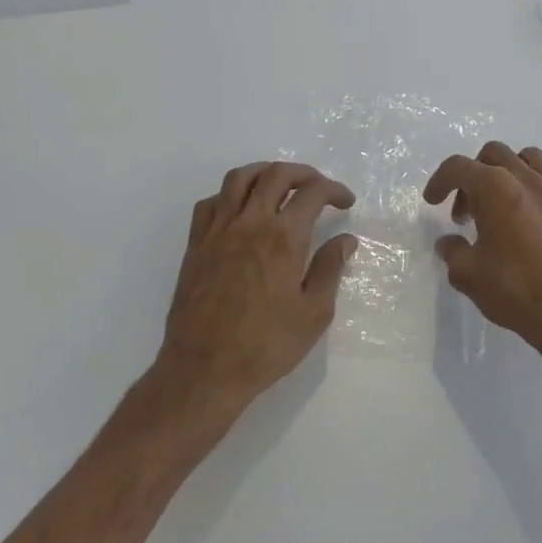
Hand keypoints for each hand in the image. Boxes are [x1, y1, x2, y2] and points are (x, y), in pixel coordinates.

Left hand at [156, 162, 357, 416]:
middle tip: (318, 189)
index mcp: (283, 238)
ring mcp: (218, 230)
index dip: (334, 190)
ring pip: (240, 178)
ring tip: (280, 184)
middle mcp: (250, 223)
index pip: (312, 193)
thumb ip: (330, 269)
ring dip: (265, 172)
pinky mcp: (196, 244)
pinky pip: (211, 202)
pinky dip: (230, 195)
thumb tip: (345, 240)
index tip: (345, 202)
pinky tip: (241, 210)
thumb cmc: (266, 346)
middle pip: (276, 174)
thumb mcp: (313, 314)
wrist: (204, 370)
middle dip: (303, 173)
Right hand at [423, 142, 541, 387]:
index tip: (432, 202)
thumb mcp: (469, 275)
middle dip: (471, 176)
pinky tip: (522, 223)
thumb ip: (453, 252)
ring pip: (525, 159)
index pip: (459, 167)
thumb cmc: (517, 291)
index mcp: (496, 188)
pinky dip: (528, 189)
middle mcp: (527, 180)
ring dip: (504, 173)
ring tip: (496, 205)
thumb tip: (449, 243)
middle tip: (464, 212)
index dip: (439, 181)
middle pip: (492, 154)